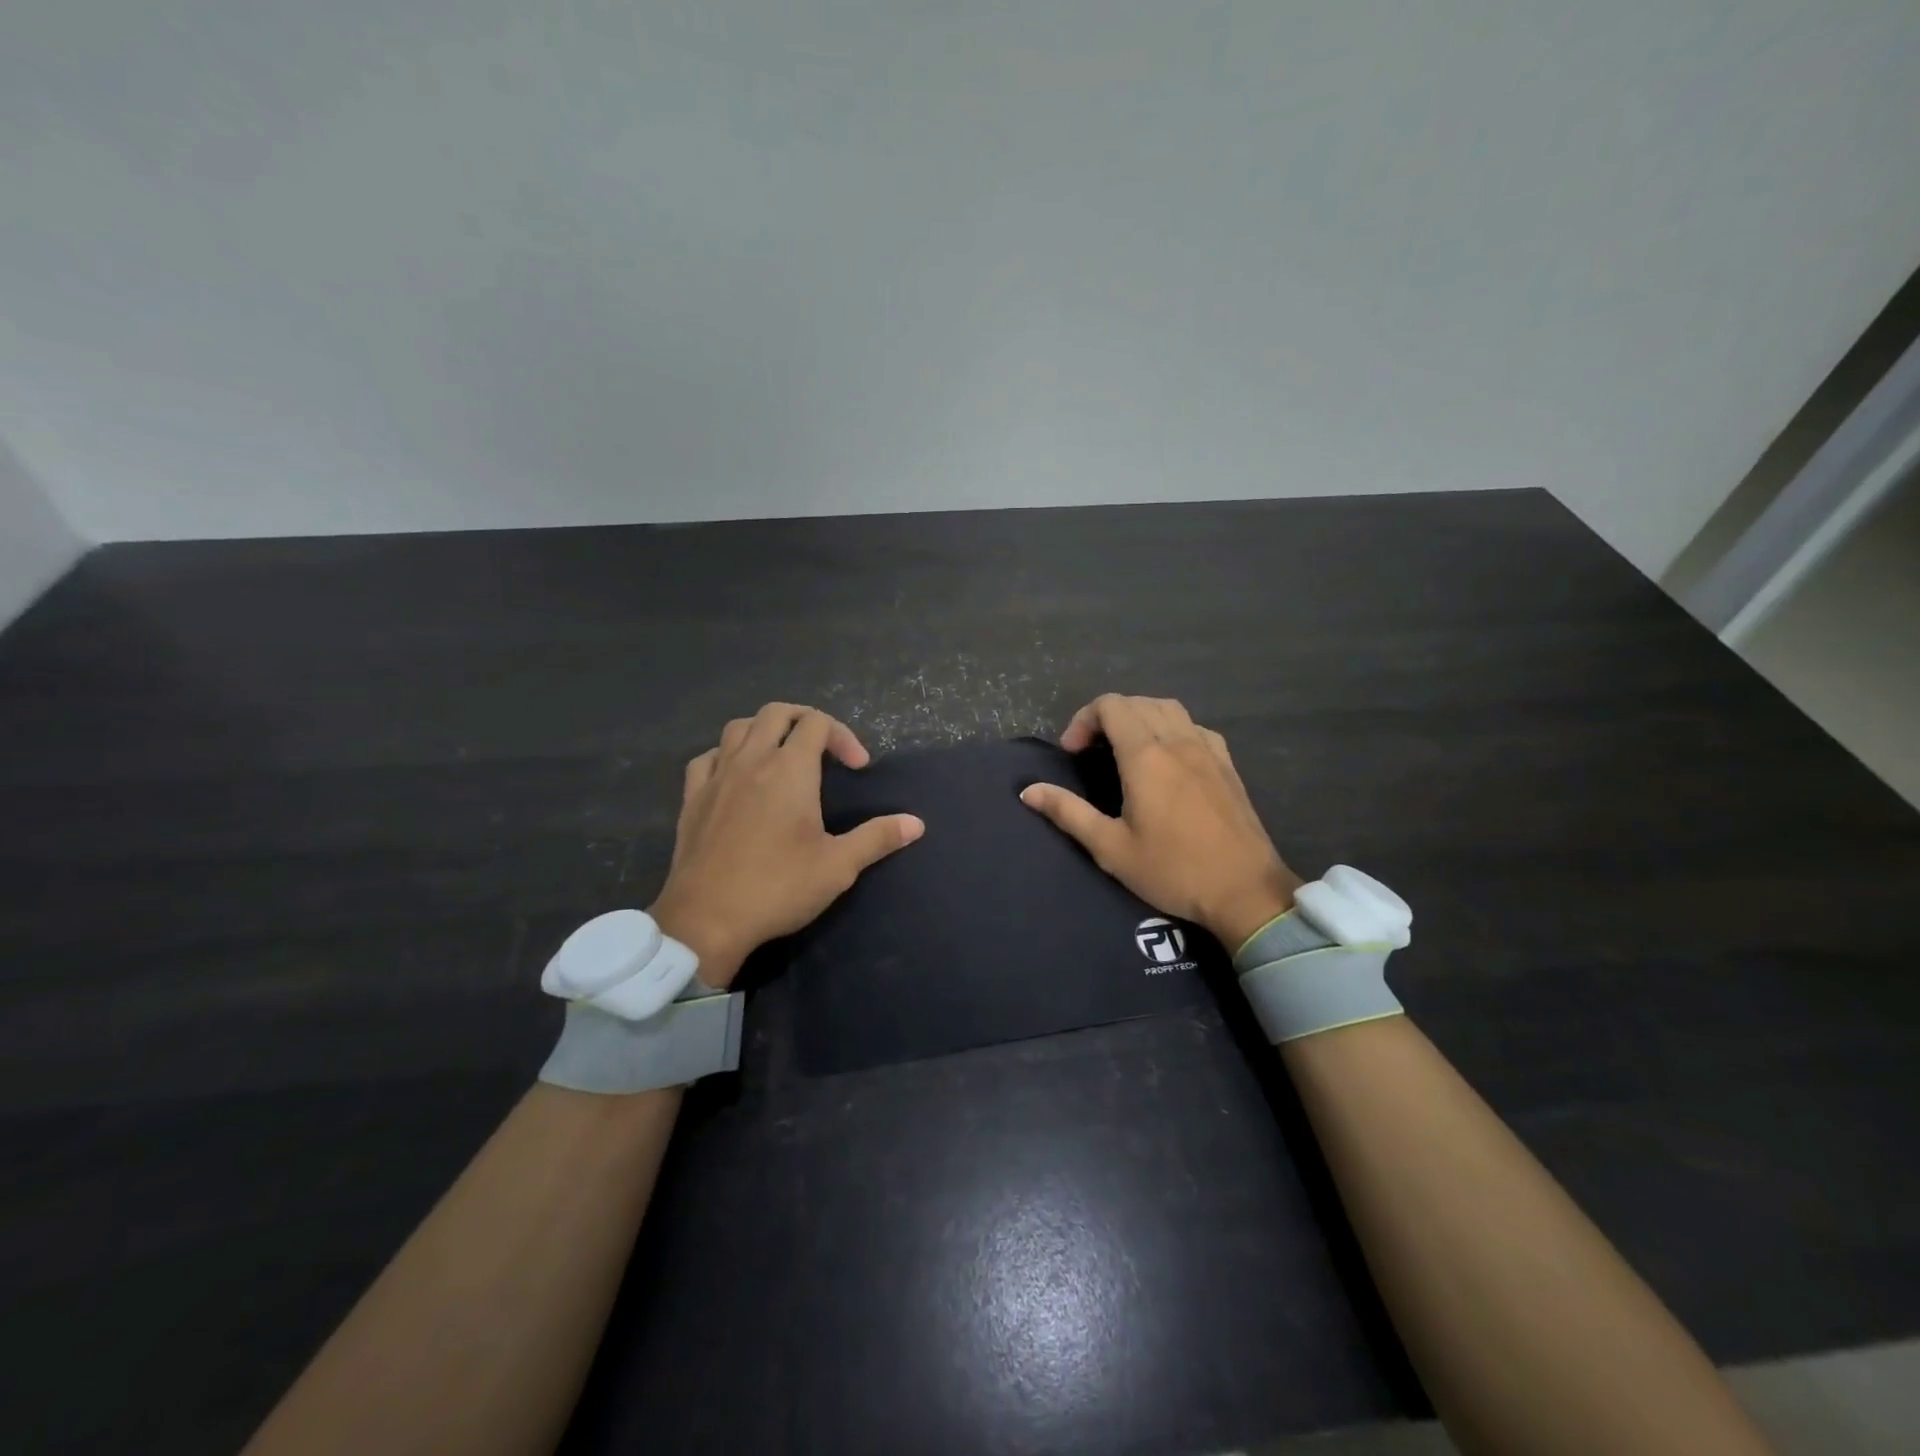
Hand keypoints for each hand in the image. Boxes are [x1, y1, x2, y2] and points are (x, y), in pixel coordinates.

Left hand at [650, 703, 923, 986]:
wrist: (706, 919)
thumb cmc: (778, 887)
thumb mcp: (838, 866)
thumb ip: (877, 838)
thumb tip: (916, 823)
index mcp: (789, 769)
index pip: (817, 723)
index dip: (843, 736)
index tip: (857, 769)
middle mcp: (751, 761)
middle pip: (777, 712)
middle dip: (806, 720)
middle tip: (824, 750)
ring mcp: (716, 777)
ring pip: (738, 727)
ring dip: (765, 730)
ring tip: (782, 756)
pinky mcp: (692, 798)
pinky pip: (708, 757)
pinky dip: (727, 754)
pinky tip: (736, 776)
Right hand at [1020, 694, 1300, 951]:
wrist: (1245, 891)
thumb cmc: (1173, 870)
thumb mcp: (1110, 848)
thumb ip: (1068, 812)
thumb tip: (1028, 791)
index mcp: (1146, 756)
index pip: (1111, 705)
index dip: (1083, 720)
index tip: (1072, 754)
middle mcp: (1178, 741)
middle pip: (1137, 702)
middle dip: (1106, 718)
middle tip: (1091, 753)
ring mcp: (1208, 749)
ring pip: (1169, 708)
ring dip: (1139, 717)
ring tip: (1125, 749)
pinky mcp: (1227, 764)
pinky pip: (1194, 726)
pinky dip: (1171, 728)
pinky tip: (1167, 758)